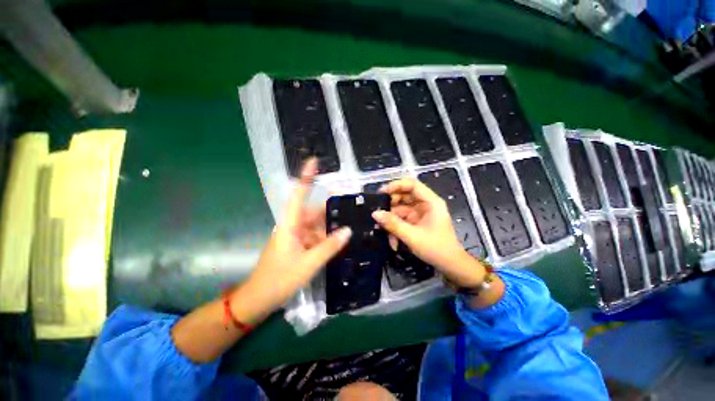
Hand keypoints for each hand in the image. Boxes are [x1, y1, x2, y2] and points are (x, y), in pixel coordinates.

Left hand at [232, 159, 351, 320]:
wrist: (259, 300)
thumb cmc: (280, 279)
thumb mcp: (309, 263)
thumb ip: (329, 246)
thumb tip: (348, 230)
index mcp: (290, 225)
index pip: (298, 195)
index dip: (306, 178)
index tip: (314, 162)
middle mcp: (293, 226)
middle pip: (313, 212)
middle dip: (330, 211)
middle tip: (351, 208)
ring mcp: (295, 237)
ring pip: (316, 226)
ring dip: (329, 227)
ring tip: (349, 226)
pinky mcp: (297, 246)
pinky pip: (314, 237)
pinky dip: (325, 239)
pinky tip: (338, 242)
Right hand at [372, 178, 484, 287]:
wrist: (450, 266)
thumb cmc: (436, 248)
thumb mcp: (412, 236)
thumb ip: (393, 224)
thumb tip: (375, 213)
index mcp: (430, 202)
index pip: (412, 185)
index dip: (396, 185)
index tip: (382, 192)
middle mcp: (425, 204)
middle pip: (404, 196)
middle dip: (391, 206)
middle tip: (378, 213)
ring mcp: (420, 214)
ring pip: (400, 210)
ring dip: (391, 221)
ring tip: (383, 231)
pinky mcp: (416, 222)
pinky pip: (401, 220)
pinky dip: (395, 229)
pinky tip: (393, 241)